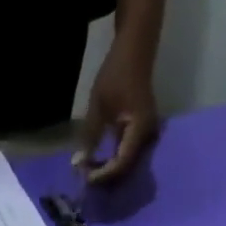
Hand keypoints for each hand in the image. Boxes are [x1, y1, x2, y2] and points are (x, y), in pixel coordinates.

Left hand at [76, 45, 159, 184]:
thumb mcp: (99, 104)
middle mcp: (147, 136)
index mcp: (139, 128)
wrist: (136, 46)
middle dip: (105, 176)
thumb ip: (90, 135)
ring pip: (126, 163)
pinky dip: (112, 161)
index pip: (121, 162)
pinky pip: (127, 154)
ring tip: (90, 172)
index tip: (85, 177)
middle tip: (85, 178)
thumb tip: (79, 164)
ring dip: (108, 171)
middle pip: (125, 168)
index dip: (103, 174)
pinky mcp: (140, 132)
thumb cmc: (117, 71)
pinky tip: (99, 163)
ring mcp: (146, 135)